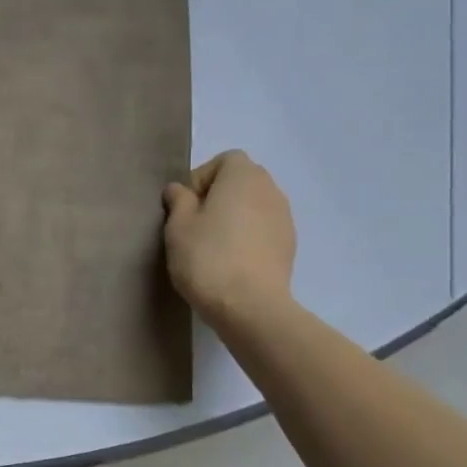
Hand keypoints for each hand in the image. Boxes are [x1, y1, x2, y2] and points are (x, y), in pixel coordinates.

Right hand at [162, 151, 295, 323]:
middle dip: (217, 198)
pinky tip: (230, 263)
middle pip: (240, 182)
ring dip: (233, 219)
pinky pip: (262, 231)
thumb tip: (179, 189)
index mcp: (244, 176)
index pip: (224, 161)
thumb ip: (178, 200)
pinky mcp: (289, 246)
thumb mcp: (178, 226)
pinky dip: (247, 238)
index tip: (185, 207)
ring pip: (252, 208)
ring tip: (211, 248)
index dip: (201, 179)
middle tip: (194, 227)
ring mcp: (284, 219)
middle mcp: (270, 190)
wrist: (250, 306)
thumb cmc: (207, 257)